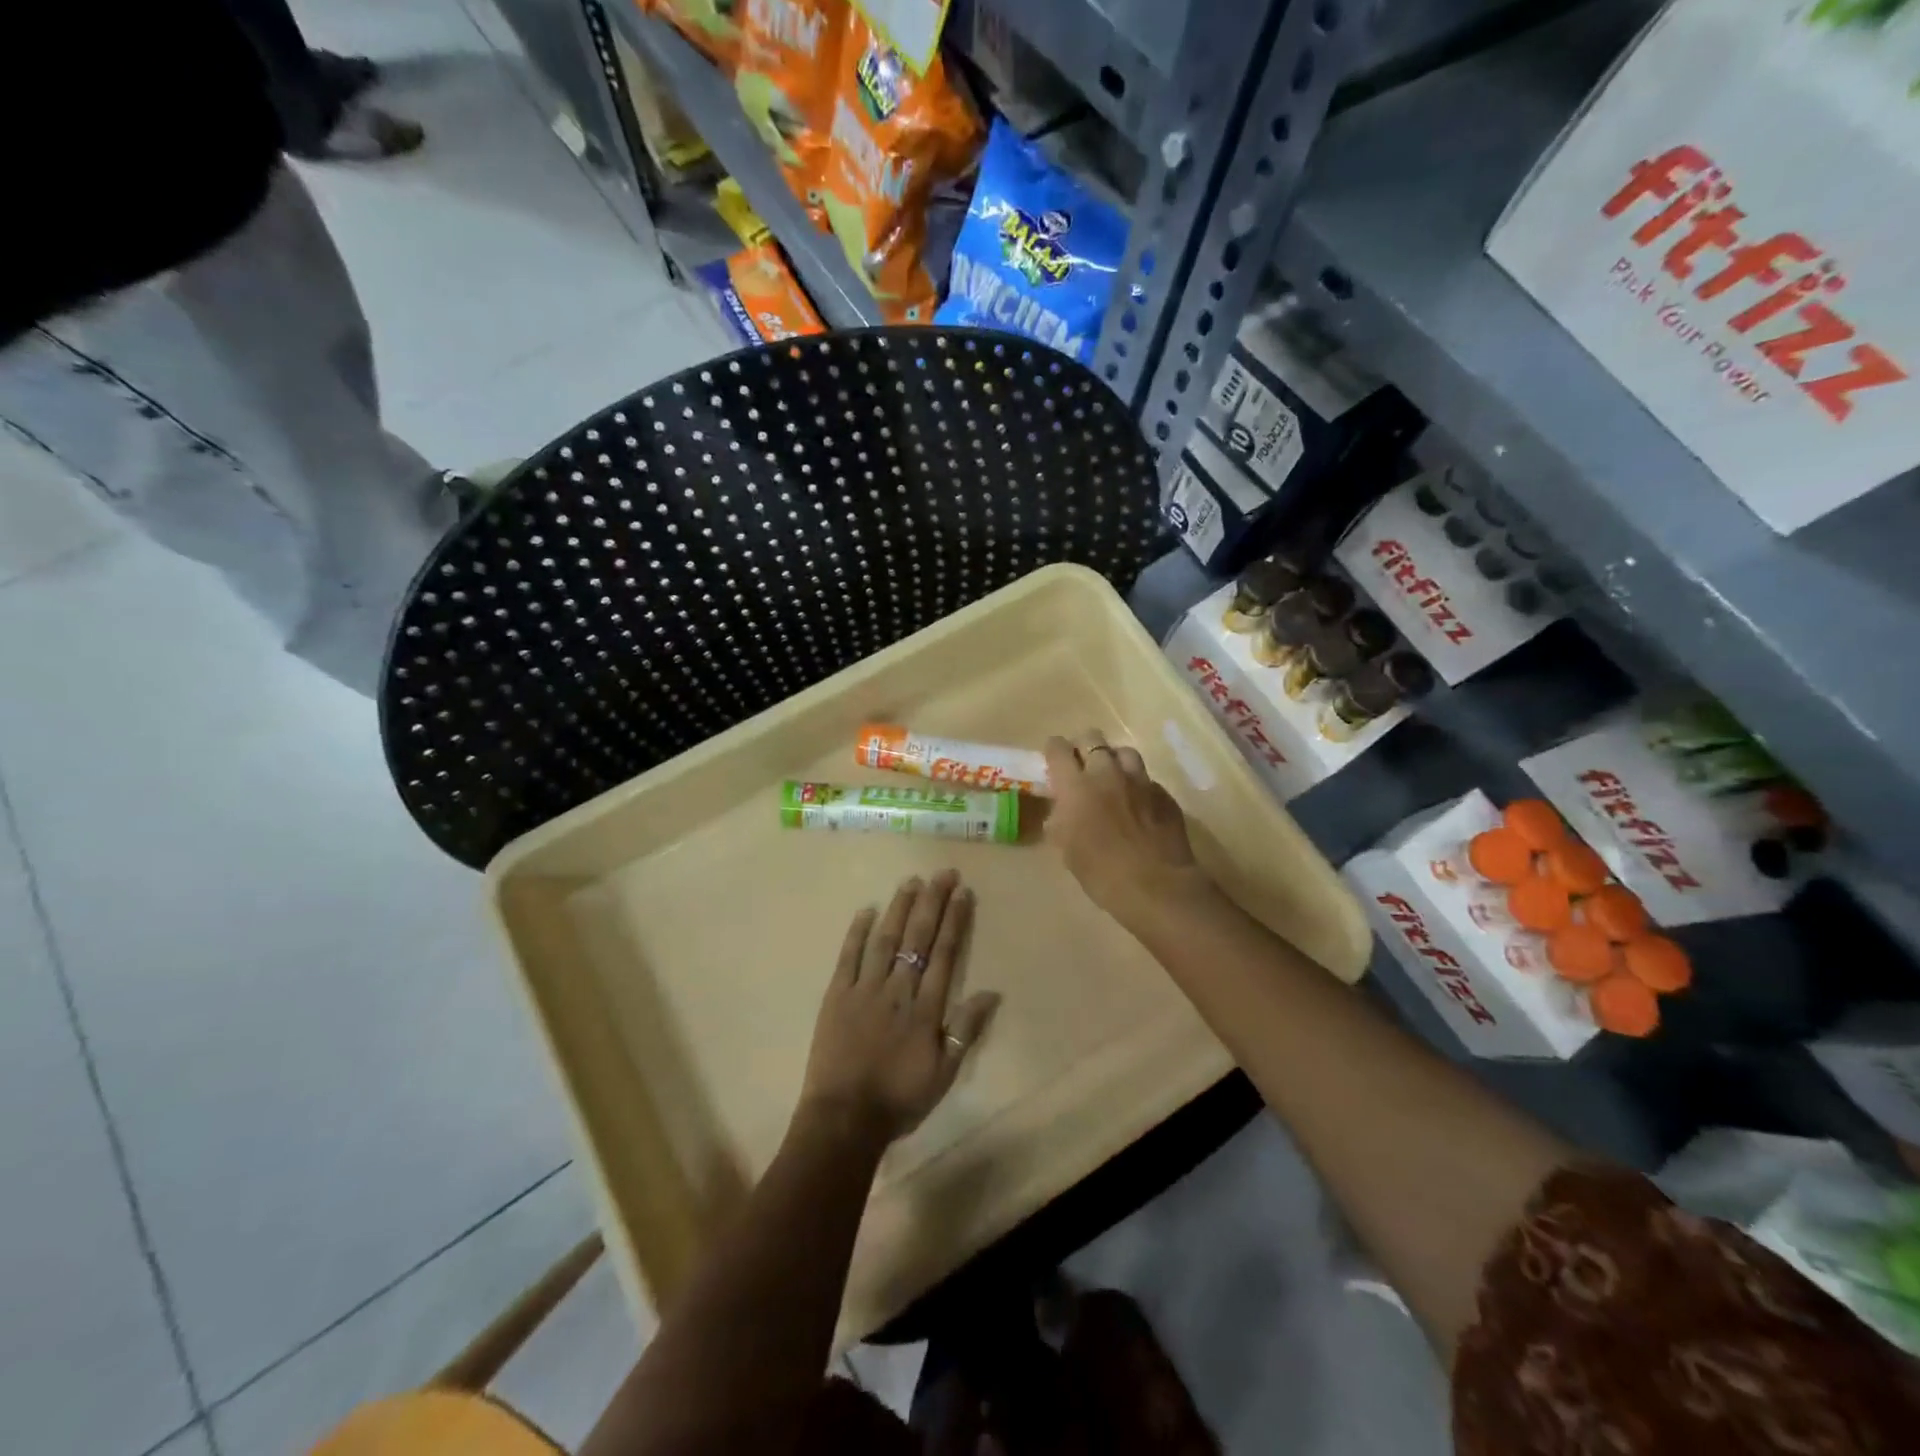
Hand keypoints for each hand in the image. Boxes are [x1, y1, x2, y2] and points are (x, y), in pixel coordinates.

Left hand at [798, 871, 998, 1145]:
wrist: (844, 1118)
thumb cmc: (899, 1098)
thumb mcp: (944, 1074)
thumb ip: (966, 1030)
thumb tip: (991, 992)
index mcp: (925, 1007)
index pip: (944, 953)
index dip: (954, 921)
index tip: (962, 892)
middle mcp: (897, 989)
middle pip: (917, 938)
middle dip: (932, 902)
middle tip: (942, 873)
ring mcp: (864, 989)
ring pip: (885, 939)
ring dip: (899, 908)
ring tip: (911, 881)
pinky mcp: (836, 995)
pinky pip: (848, 956)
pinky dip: (857, 931)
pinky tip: (867, 909)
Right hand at [1042, 732, 1208, 923]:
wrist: (1155, 886)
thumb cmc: (1100, 872)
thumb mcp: (1066, 848)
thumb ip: (1060, 820)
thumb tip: (1062, 809)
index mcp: (1076, 786)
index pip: (1057, 749)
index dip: (1053, 750)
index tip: (1053, 759)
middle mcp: (1107, 773)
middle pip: (1092, 738)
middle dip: (1083, 747)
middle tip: (1081, 765)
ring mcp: (1140, 781)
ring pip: (1124, 752)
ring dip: (1114, 760)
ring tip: (1112, 778)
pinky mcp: (1164, 794)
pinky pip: (1147, 779)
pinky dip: (1138, 786)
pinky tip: (1138, 805)